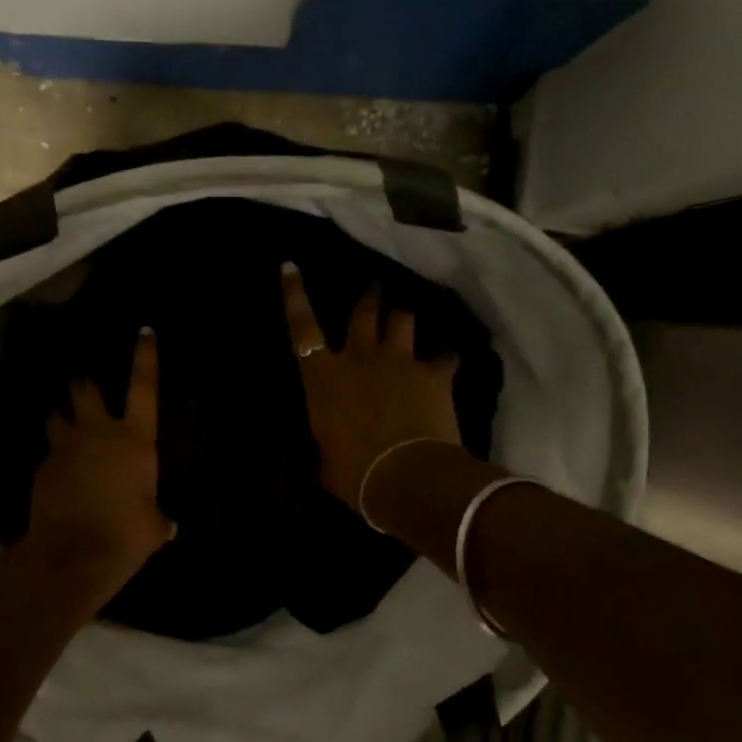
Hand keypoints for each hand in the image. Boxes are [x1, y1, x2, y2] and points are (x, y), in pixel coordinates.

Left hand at [24, 327, 172, 586]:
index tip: (144, 331)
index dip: (145, 357)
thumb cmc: (125, 535)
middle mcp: (99, 433)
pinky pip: (49, 453)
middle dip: (84, 384)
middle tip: (85, 386)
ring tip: (64, 425)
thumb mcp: (153, 527)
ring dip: (61, 417)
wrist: (72, 556)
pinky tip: (58, 475)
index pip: (144, 388)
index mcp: (135, 440)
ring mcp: (66, 448)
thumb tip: (167, 524)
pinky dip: (54, 457)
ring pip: (56, 416)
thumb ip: (158, 518)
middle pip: (85, 390)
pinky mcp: (42, 468)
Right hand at [283, 262, 460, 514]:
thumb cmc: (354, 473)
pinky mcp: (433, 374)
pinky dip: (446, 359)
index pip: (301, 327)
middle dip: (369, 298)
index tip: (291, 265)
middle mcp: (359, 358)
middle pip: (364, 312)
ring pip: (403, 320)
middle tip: (374, 288)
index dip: (294, 294)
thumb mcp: (327, 459)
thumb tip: (330, 452)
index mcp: (323, 378)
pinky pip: (445, 357)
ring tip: (408, 320)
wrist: (405, 476)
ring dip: (404, 320)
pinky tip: (450, 362)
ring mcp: (399, 361)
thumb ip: (329, 442)